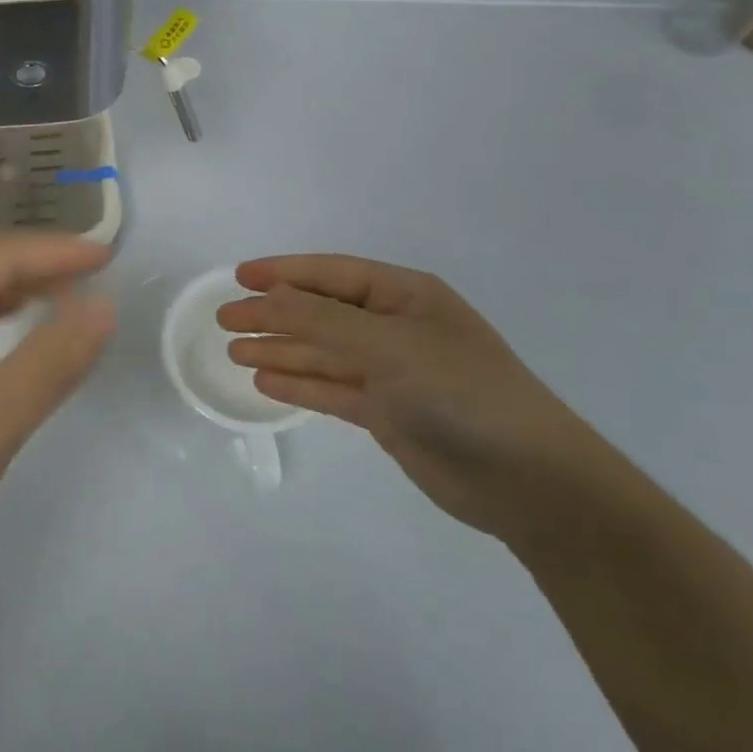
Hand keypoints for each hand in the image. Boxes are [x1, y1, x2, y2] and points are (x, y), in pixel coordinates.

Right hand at [218, 255, 619, 540]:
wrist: (527, 480)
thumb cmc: (460, 391)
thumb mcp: (387, 345)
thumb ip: (320, 320)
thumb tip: (266, 298)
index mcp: (406, 296)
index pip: (332, 273)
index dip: (283, 272)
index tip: (238, 277)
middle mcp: (396, 328)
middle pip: (321, 313)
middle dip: (273, 314)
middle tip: (225, 320)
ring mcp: (392, 372)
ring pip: (323, 353)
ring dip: (280, 350)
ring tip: (235, 353)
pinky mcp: (388, 413)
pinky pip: (333, 390)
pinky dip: (300, 384)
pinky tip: (266, 382)